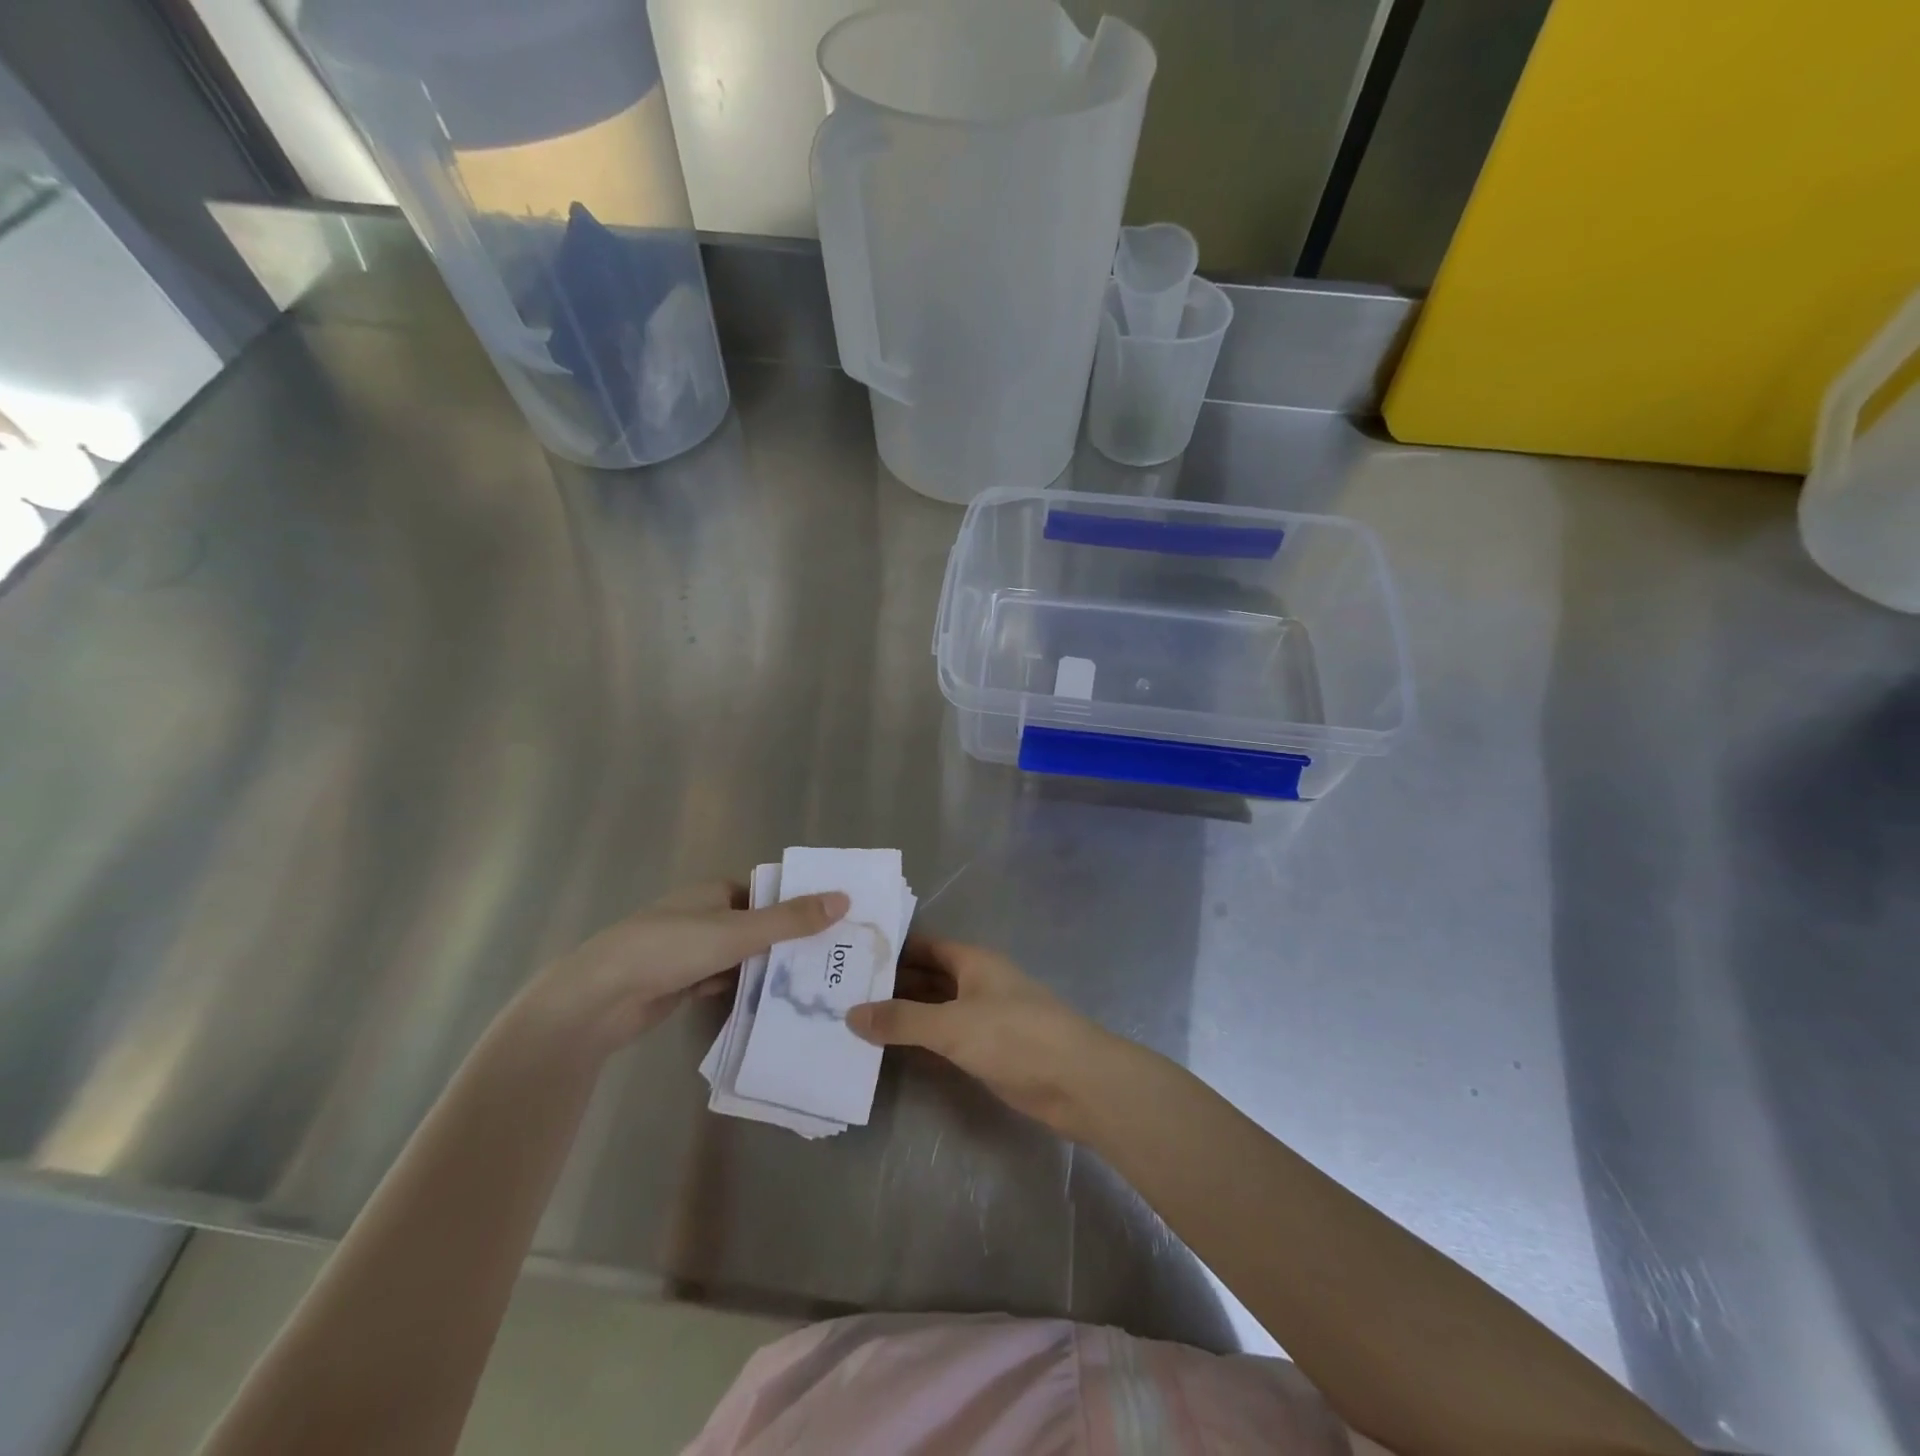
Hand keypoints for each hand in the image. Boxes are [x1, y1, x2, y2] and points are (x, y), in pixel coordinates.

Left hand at [516, 882, 848, 1054]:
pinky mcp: (680, 982)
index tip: (836, 921)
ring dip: (767, 968)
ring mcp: (689, 950)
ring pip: (741, 956)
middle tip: (832, 959)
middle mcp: (703, 915)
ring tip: (813, 984)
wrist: (600, 998)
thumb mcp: (738, 932)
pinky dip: (743, 988)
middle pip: (757, 925)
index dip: (799, 904)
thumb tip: (844, 898)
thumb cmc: (670, 949)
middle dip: (788, 940)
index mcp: (714, 891)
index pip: (767, 892)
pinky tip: (771, 1003)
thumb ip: (790, 920)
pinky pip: (723, 981)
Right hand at [846, 937, 1125, 1138]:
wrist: (1076, 1082)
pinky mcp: (987, 1050)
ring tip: (852, 1018)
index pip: (924, 945)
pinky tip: (887, 1049)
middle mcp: (976, 983)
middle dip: (890, 983)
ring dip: (902, 1014)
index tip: (850, 954)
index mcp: (973, 962)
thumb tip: (850, 1013)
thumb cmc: (1015, 1036)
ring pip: (934, 1008)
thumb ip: (901, 1020)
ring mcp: (983, 1017)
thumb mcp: (952, 1024)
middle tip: (840, 990)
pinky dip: (919, 1040)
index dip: (891, 947)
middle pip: (927, 976)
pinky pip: (944, 1037)